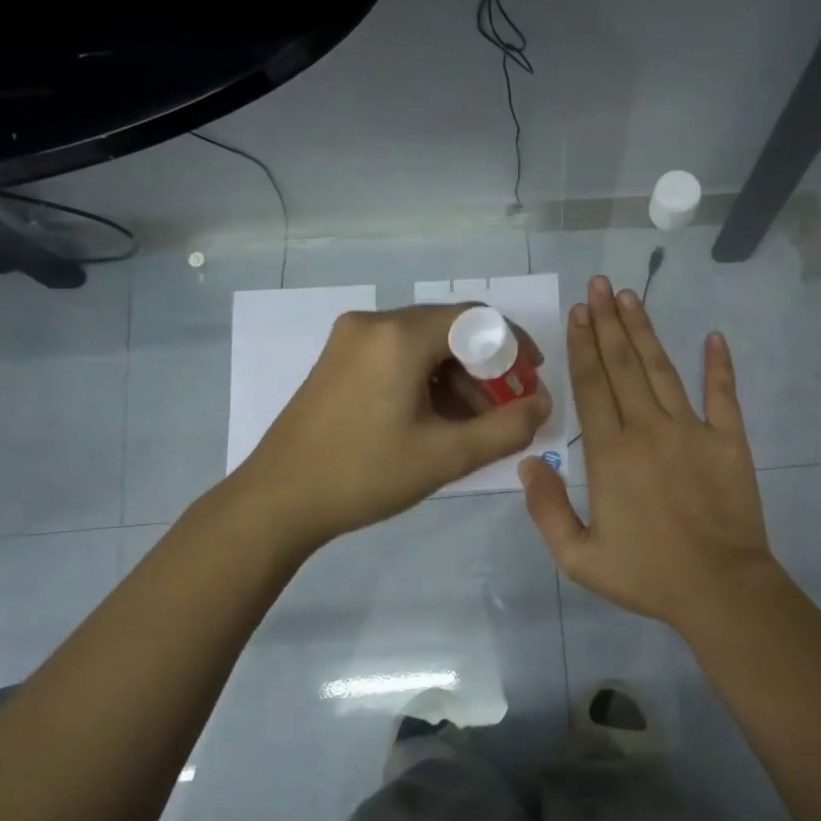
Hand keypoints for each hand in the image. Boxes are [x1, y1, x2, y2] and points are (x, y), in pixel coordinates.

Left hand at [233, 304, 550, 549]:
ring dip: (456, 378)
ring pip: (424, 344)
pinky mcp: (338, 359)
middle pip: (450, 330)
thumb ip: (506, 428)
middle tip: (505, 410)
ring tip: (471, 426)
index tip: (532, 379)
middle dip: (485, 368)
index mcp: (400, 335)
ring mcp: (350, 339)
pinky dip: (426, 380)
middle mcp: (374, 323)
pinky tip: (434, 420)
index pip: (477, 319)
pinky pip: (398, 355)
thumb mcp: (446, 456)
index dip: (513, 345)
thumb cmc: (365, 474)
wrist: (277, 500)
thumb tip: (543, 404)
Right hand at [520, 275, 778, 629]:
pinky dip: (719, 365)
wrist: (719, 589)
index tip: (579, 312)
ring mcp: (692, 430)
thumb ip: (547, 509)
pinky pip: (723, 394)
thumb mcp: (578, 557)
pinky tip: (714, 338)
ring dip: (645, 332)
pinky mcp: (729, 440)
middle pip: (623, 366)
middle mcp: (648, 429)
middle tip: (600, 285)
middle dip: (608, 323)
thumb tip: (530, 462)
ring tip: (632, 297)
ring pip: (662, 370)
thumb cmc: (646, 574)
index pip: (592, 386)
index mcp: (610, 453)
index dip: (584, 345)